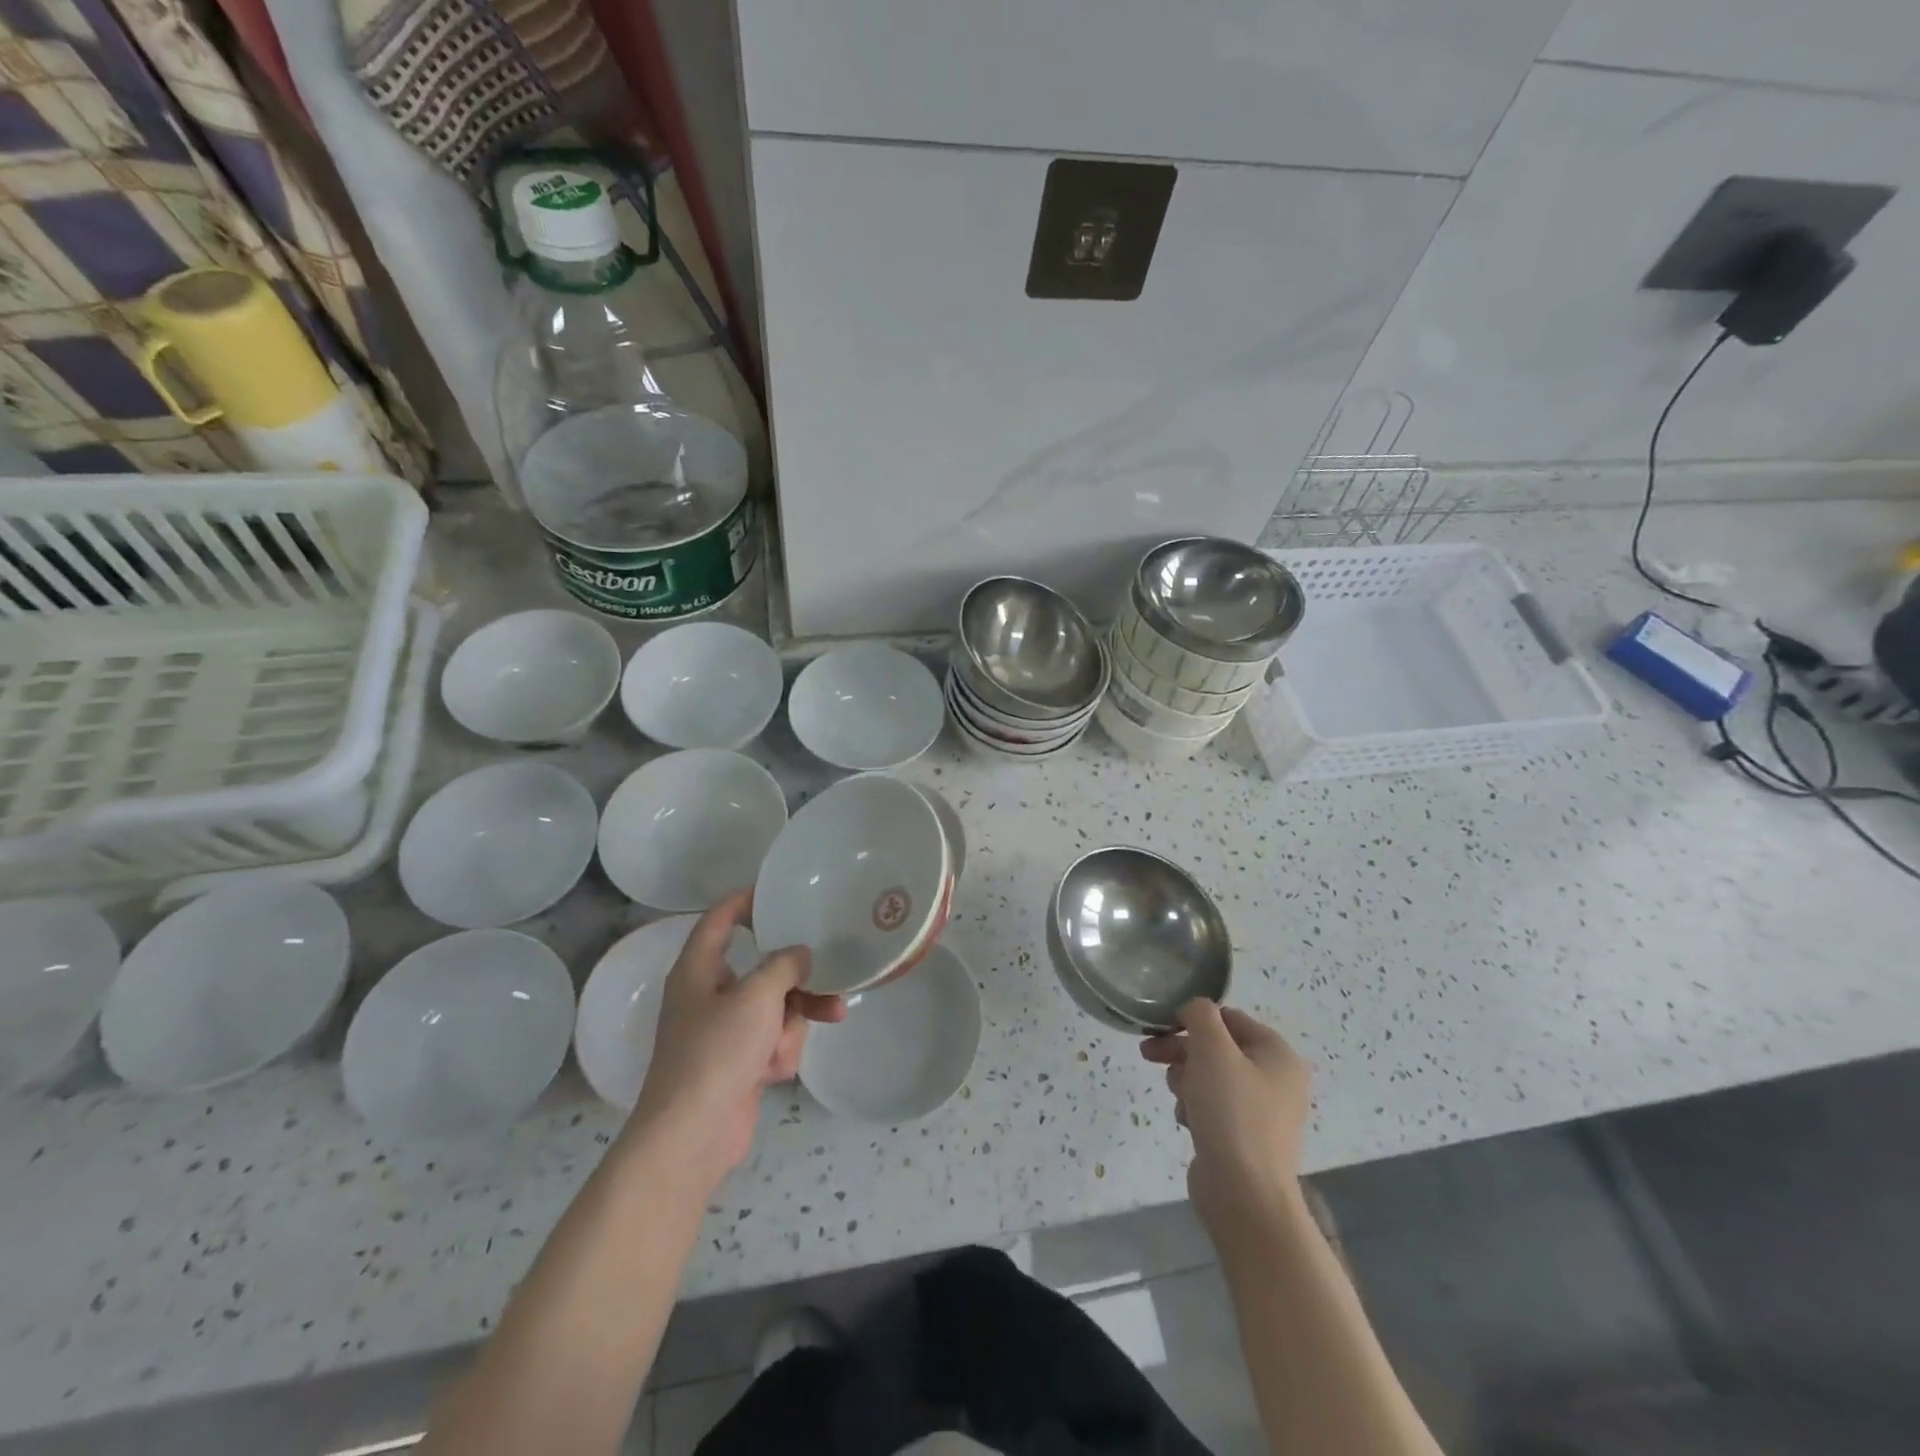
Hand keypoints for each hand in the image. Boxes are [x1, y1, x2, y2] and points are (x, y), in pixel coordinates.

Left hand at [630, 889, 842, 1186]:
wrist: (694, 1135)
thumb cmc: (717, 1052)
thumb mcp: (757, 996)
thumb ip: (784, 965)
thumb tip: (800, 954)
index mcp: (698, 970)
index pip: (720, 919)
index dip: (745, 900)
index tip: (778, 890)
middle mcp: (708, 995)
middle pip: (762, 968)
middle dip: (797, 979)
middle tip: (831, 972)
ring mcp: (723, 1032)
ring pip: (776, 1007)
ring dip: (793, 1021)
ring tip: (815, 1028)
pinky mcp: (738, 1063)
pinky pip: (772, 1040)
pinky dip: (780, 1051)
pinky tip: (775, 1072)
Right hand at [1141, 1000, 1310, 1245]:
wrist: (1244, 1195)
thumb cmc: (1231, 1112)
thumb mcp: (1212, 1050)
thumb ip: (1201, 1016)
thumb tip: (1194, 1009)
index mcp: (1278, 1054)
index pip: (1229, 1018)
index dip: (1193, 1019)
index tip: (1161, 1028)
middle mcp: (1275, 1079)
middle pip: (1217, 1047)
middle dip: (1182, 1050)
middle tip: (1149, 1054)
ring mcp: (1261, 1111)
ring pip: (1209, 1076)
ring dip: (1185, 1080)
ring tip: (1179, 1098)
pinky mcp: (1243, 1137)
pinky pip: (1212, 1106)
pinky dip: (1194, 1108)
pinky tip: (1187, 1122)